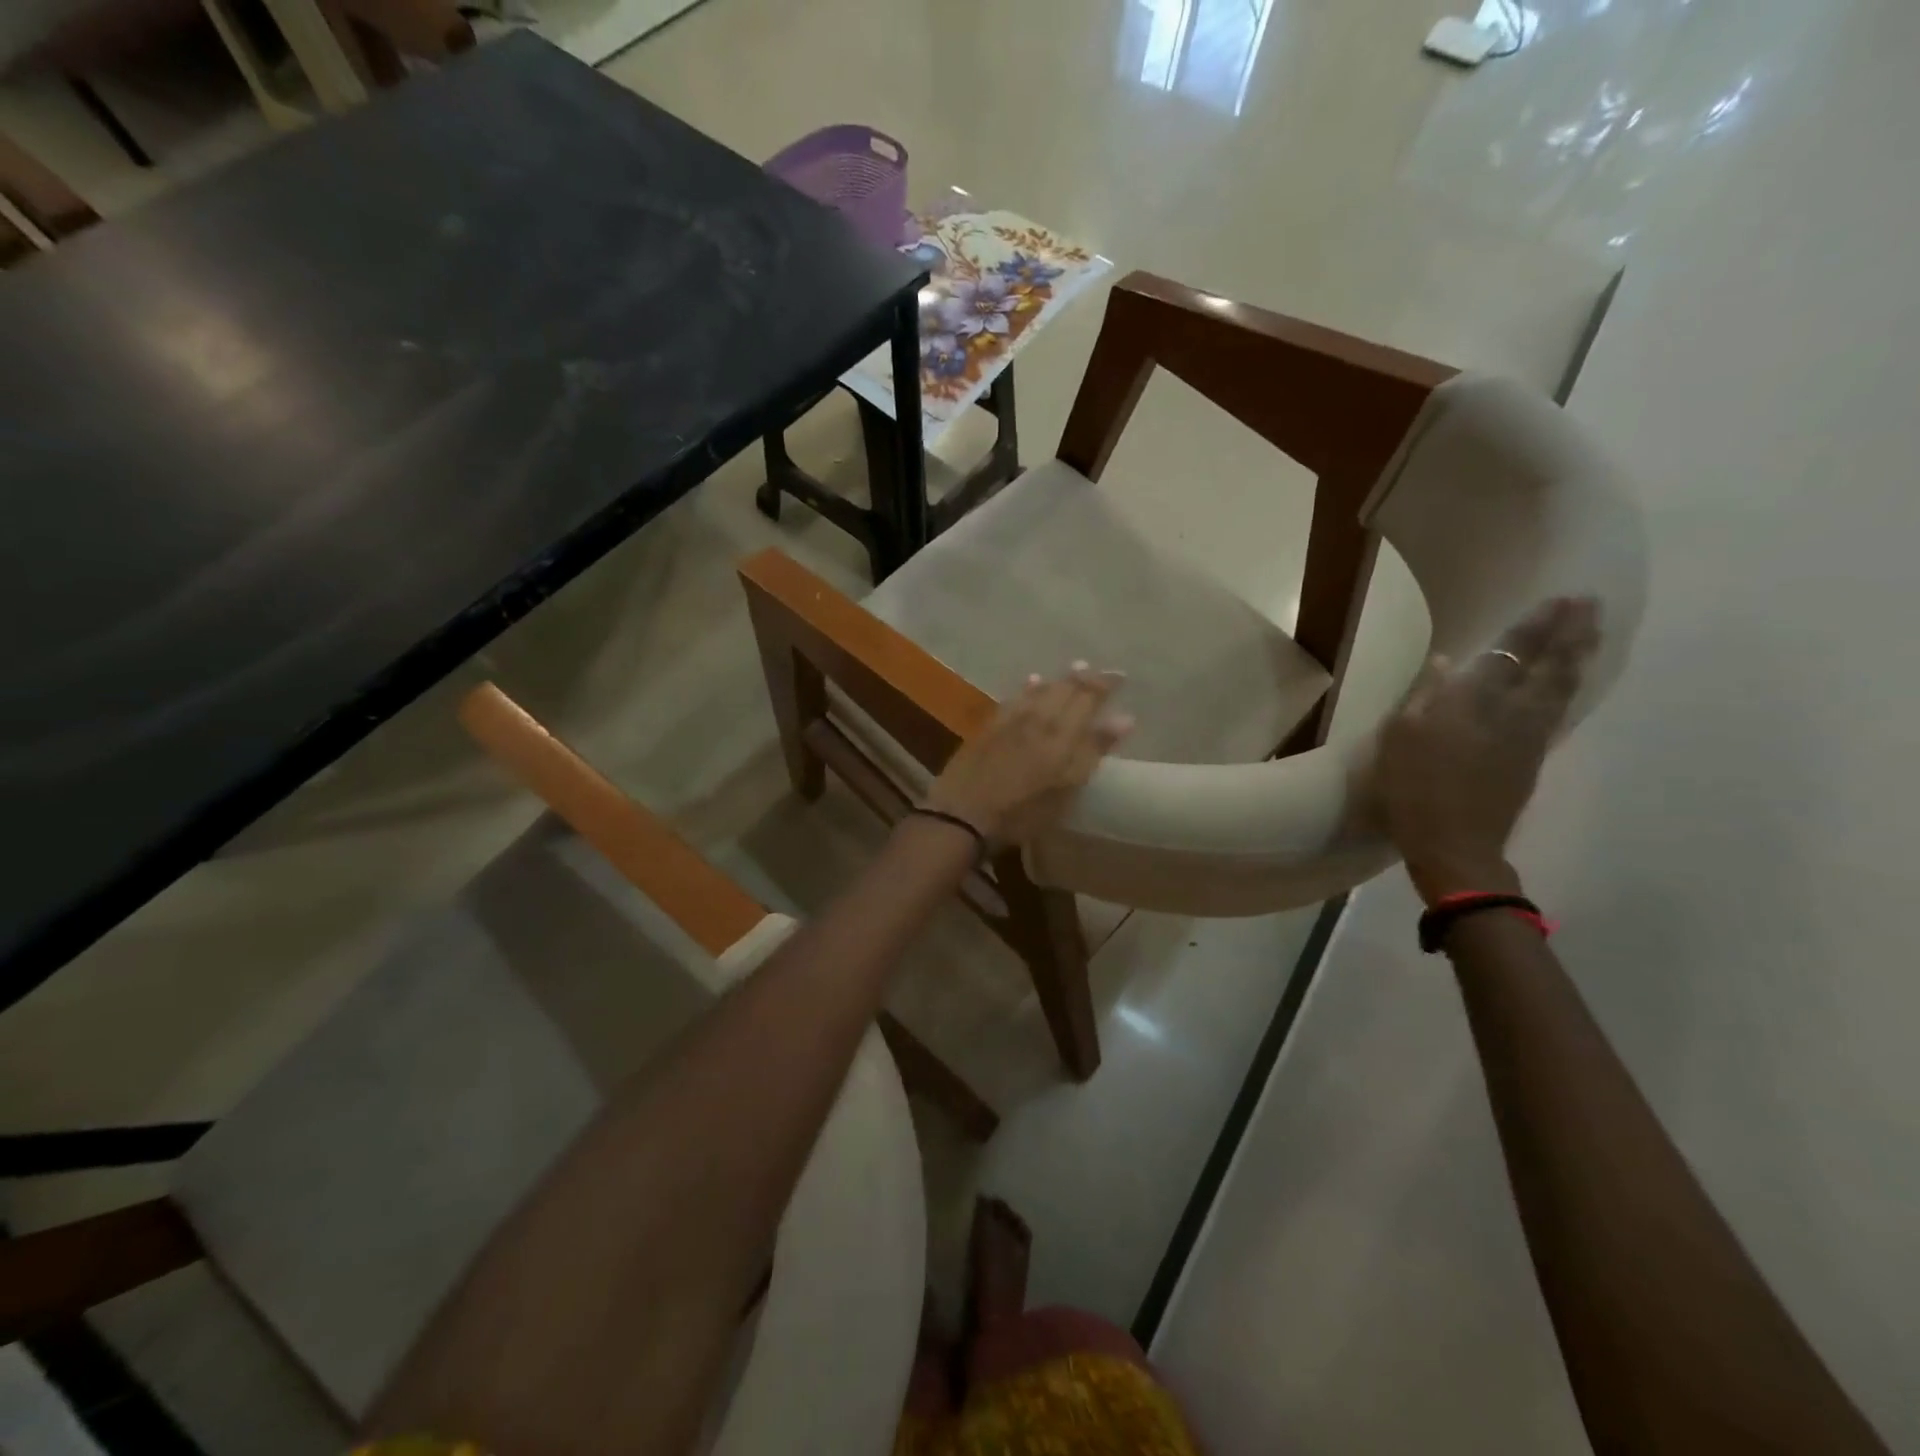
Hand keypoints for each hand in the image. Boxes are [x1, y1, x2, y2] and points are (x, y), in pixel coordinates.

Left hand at [924, 664, 1133, 846]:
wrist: (964, 812)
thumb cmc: (1023, 810)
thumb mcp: (1067, 787)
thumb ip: (1094, 749)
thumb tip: (1125, 717)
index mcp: (1062, 733)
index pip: (1088, 698)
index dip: (1104, 685)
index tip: (1120, 676)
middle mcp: (1038, 718)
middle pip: (1063, 690)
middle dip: (1082, 679)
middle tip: (1095, 670)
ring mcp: (1010, 720)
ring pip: (1039, 691)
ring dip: (1058, 680)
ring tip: (1072, 670)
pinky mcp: (990, 727)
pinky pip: (1015, 698)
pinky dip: (1028, 688)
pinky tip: (1031, 681)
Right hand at [1375, 598, 1600, 904]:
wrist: (1453, 843)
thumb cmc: (1413, 788)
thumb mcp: (1400, 738)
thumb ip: (1425, 696)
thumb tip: (1447, 663)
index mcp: (1474, 703)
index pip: (1512, 654)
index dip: (1536, 627)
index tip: (1560, 600)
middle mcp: (1511, 712)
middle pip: (1550, 666)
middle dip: (1570, 634)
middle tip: (1589, 605)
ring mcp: (1530, 737)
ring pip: (1562, 688)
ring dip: (1578, 657)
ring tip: (1591, 634)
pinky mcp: (1534, 758)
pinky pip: (1559, 711)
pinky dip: (1569, 689)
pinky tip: (1570, 682)